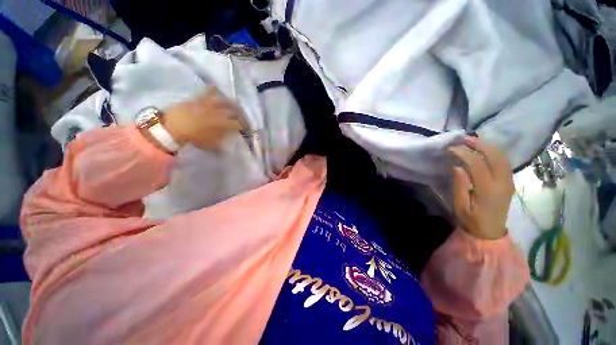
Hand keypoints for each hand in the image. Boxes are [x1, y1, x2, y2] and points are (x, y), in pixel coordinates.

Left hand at [162, 86, 242, 150]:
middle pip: (233, 112)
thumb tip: (229, 138)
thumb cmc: (194, 138)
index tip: (244, 129)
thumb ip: (222, 140)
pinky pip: (206, 92)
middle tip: (242, 117)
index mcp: (223, 124)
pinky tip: (215, 86)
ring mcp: (209, 105)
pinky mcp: (198, 100)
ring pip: (223, 101)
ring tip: (235, 103)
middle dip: (240, 114)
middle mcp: (219, 112)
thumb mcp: (211, 144)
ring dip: (231, 102)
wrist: (173, 127)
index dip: (242, 126)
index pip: (237, 124)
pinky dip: (211, 89)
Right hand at [448, 137, 514, 239]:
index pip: (477, 164)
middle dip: (479, 144)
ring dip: (487, 146)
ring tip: (472, 141)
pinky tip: (483, 150)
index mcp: (489, 189)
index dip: (464, 153)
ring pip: (502, 156)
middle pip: (494, 156)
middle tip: (463, 139)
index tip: (451, 148)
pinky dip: (494, 152)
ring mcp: (509, 181)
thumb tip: (457, 166)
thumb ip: (460, 185)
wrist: (491, 231)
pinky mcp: (509, 181)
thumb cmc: (472, 220)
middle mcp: (503, 182)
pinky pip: (504, 161)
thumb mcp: (461, 205)